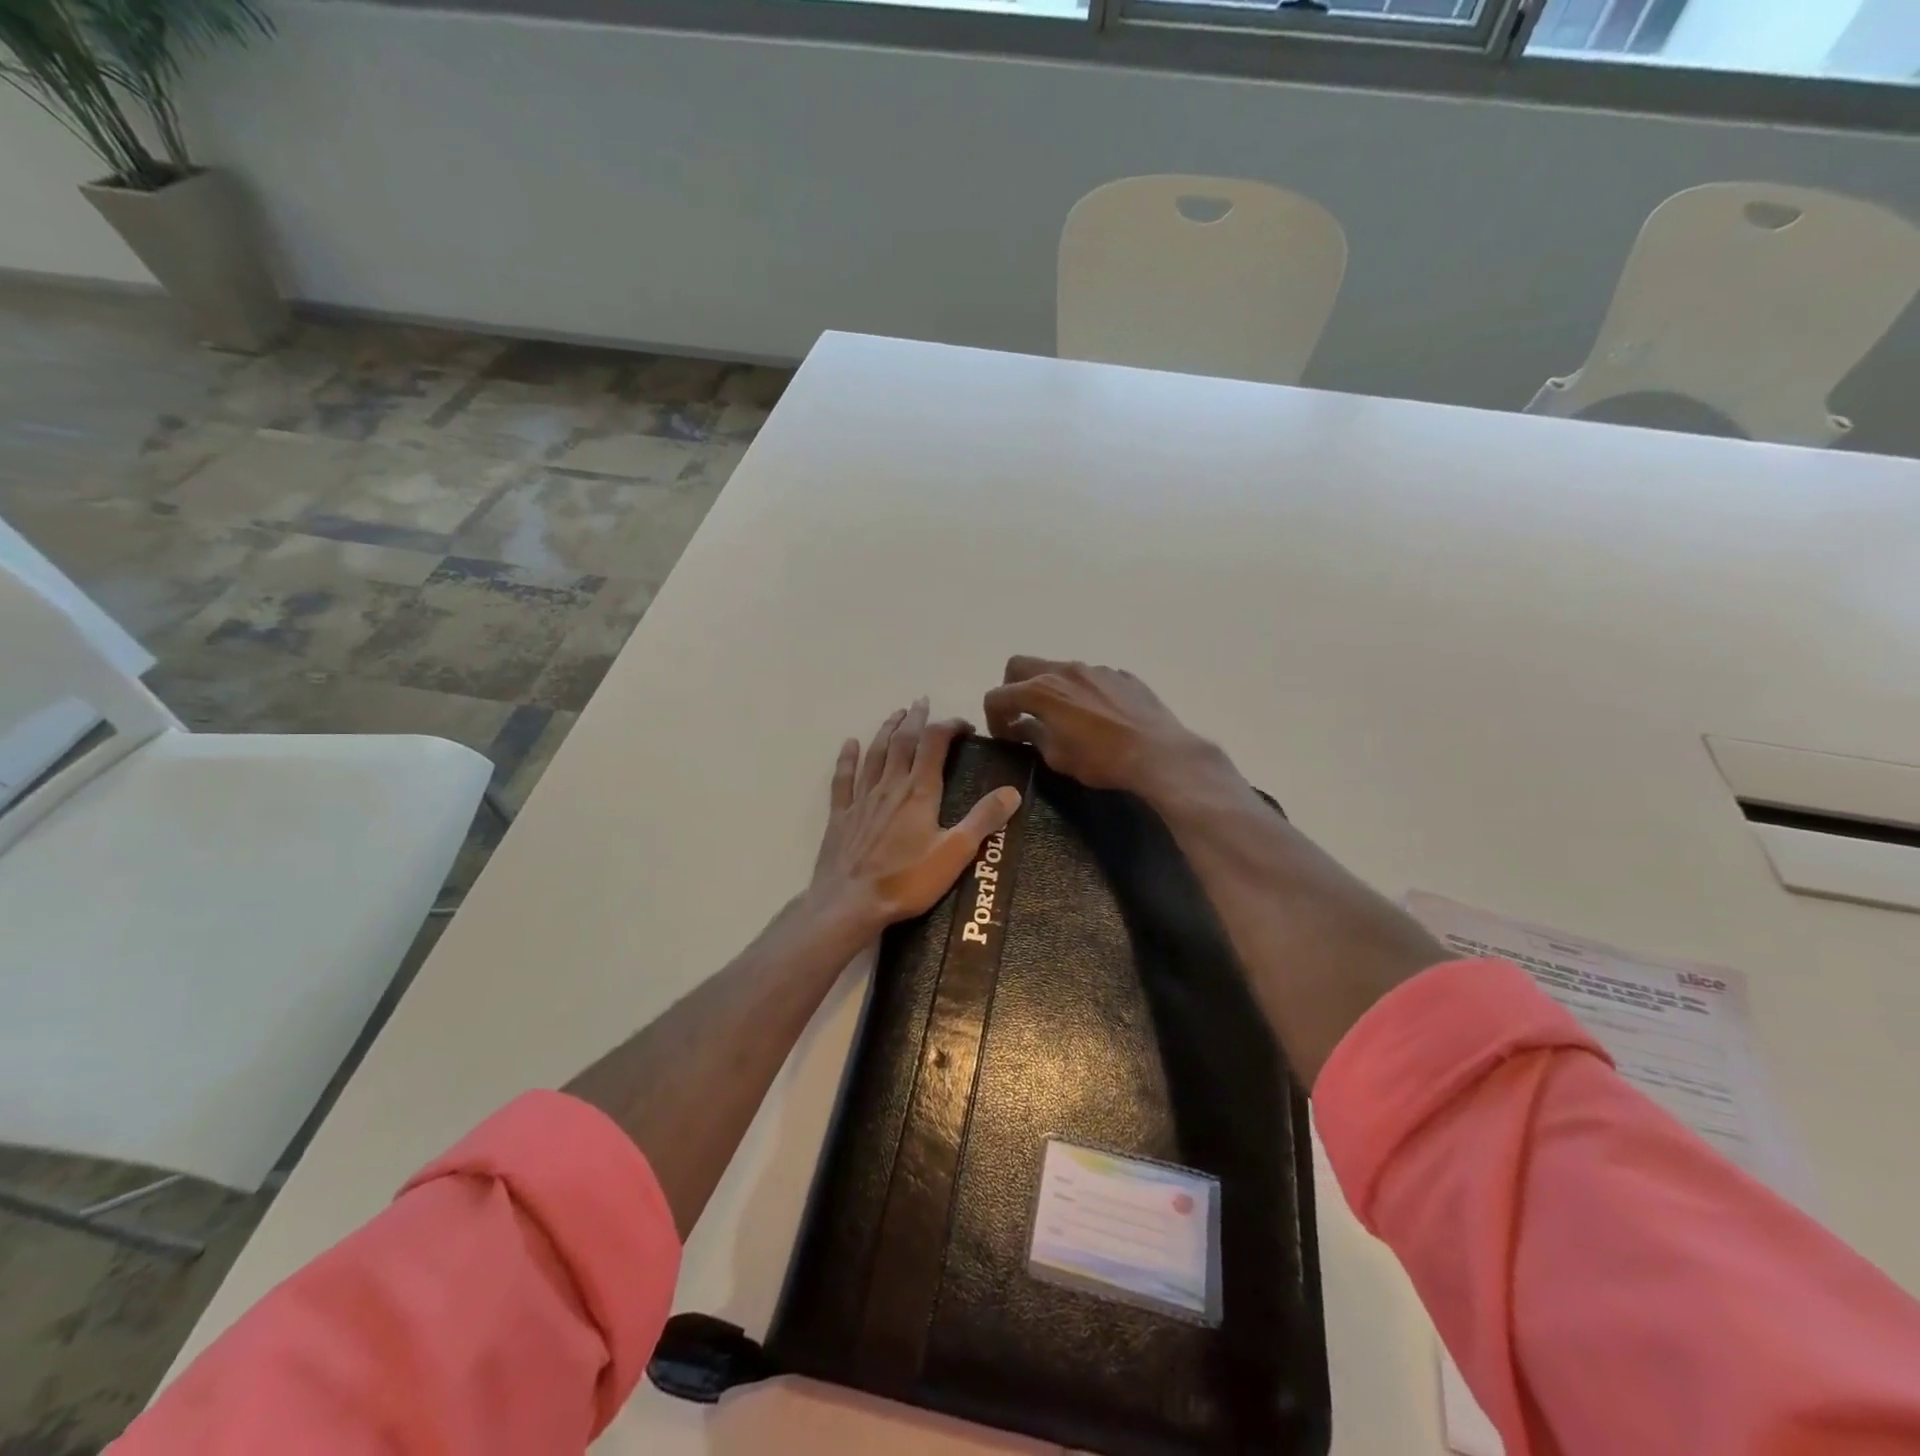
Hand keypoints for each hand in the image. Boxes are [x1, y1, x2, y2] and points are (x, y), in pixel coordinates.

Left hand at [809, 698, 1022, 939]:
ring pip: (875, 754)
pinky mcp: (841, 816)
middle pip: (903, 741)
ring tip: (896, 714)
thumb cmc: (906, 881)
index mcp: (919, 791)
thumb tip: (1012, 790)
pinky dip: (847, 758)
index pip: (935, 744)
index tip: (964, 726)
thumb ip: (983, 819)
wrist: (850, 904)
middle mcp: (890, 785)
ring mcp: (862, 799)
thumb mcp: (955, 853)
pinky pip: (844, 779)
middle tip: (923, 702)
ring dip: (886, 730)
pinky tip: (849, 744)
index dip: (949, 727)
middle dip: (915, 719)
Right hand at [982, 657, 1215, 796]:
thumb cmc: (1101, 760)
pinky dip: (1082, 692)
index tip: (1004, 736)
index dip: (993, 717)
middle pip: (1020, 665)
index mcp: (1041, 690)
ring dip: (1050, 688)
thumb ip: (1034, 736)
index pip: (997, 695)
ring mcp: (1095, 669)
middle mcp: (1064, 670)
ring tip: (1063, 716)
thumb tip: (1023, 727)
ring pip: (1058, 668)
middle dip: (1012, 688)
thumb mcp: (1057, 757)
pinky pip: (1090, 678)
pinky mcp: (1121, 675)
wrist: (1158, 754)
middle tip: (1022, 715)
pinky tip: (1096, 717)